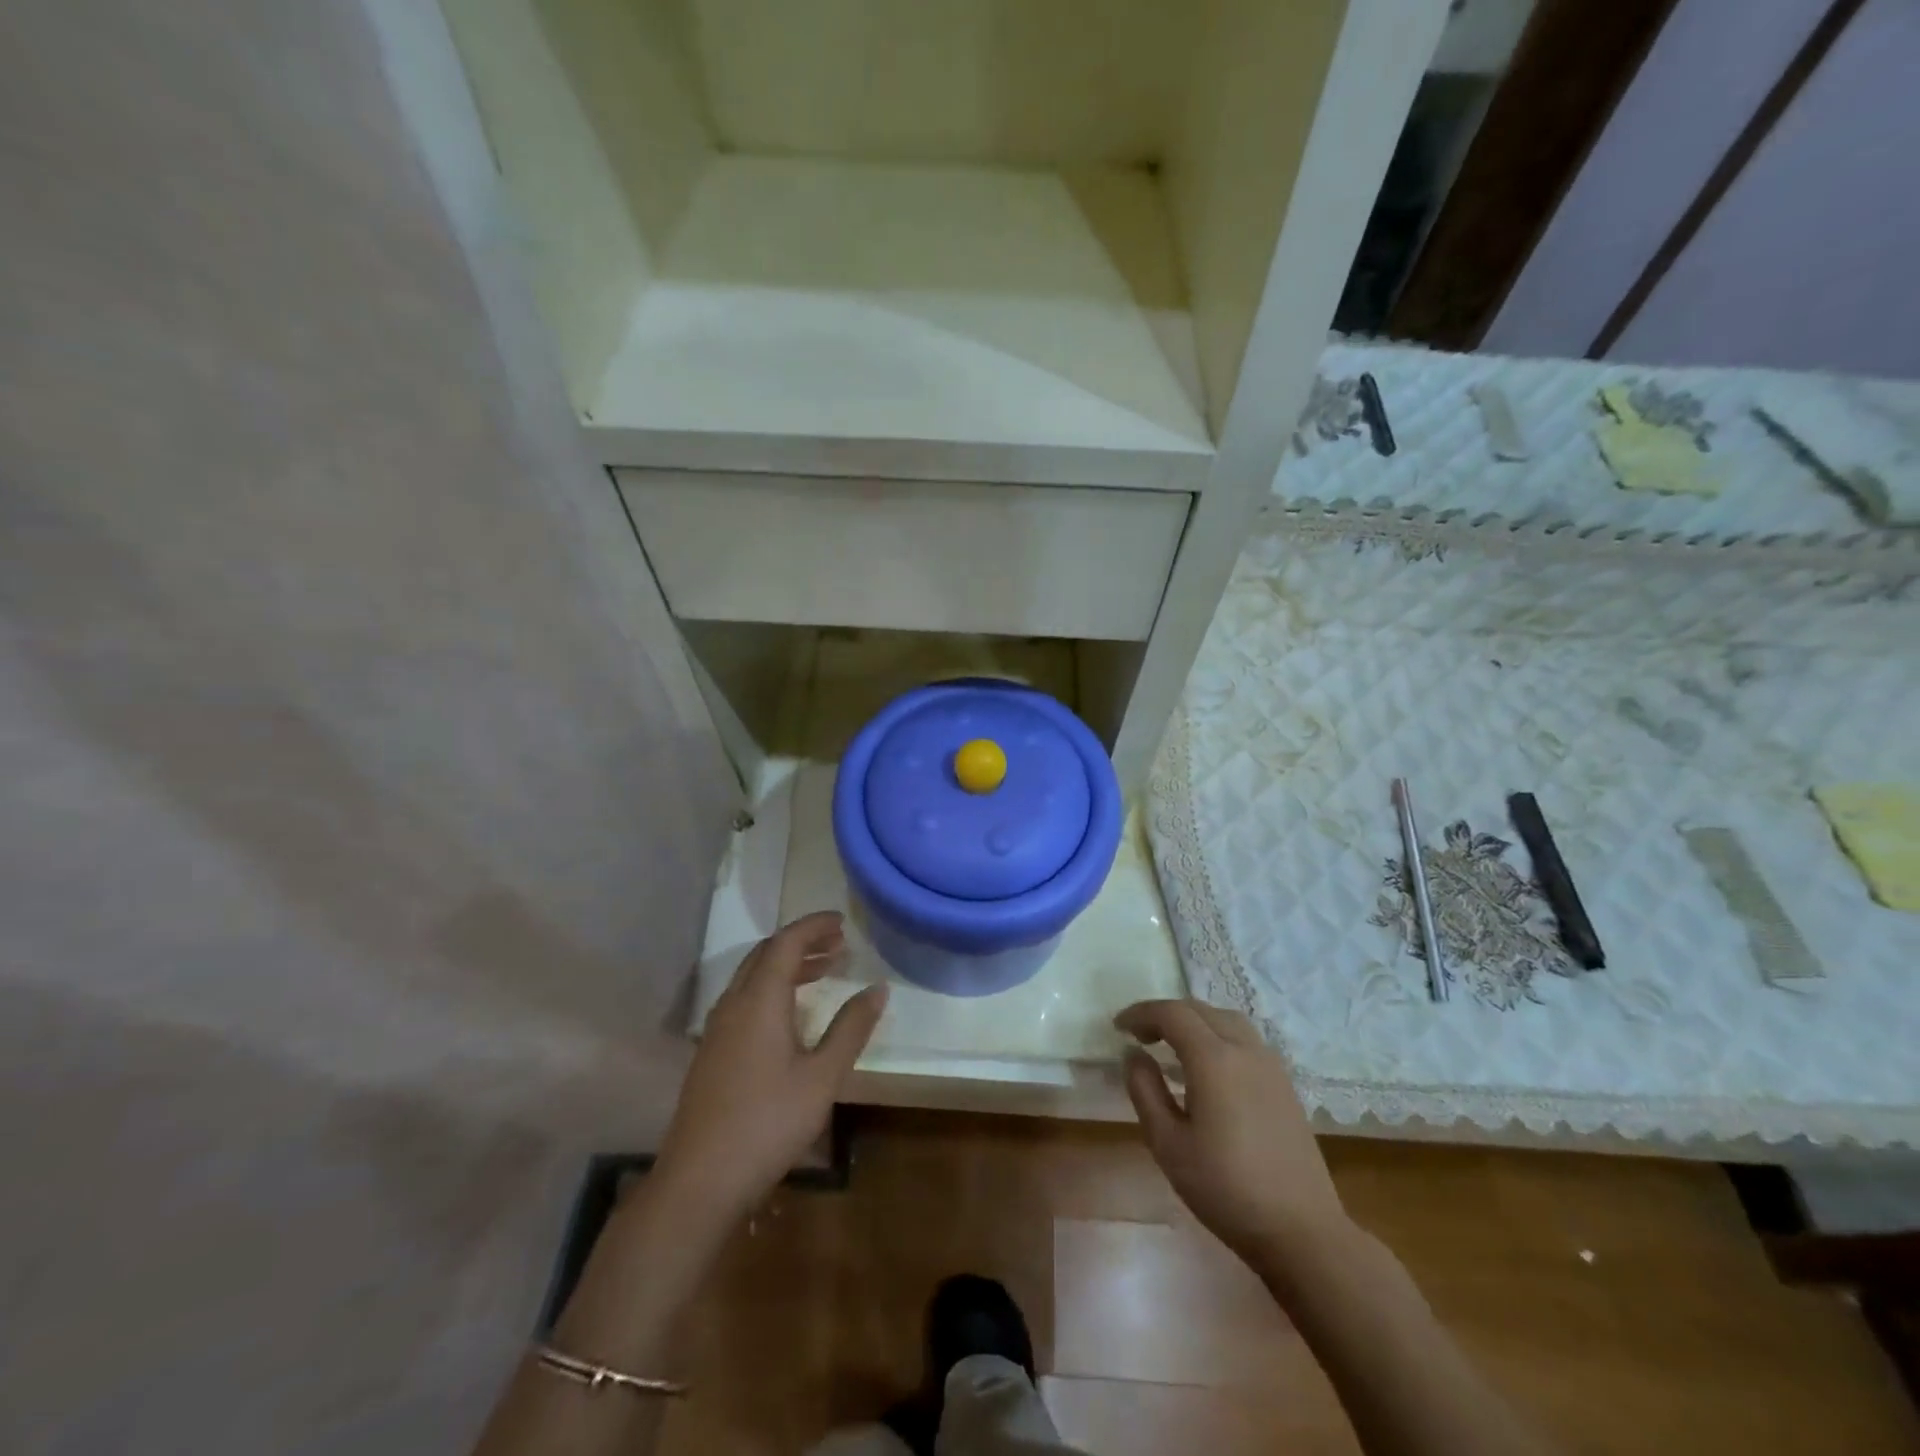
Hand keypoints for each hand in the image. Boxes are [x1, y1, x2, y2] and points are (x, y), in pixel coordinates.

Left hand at [655, 912, 886, 1220]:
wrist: (699, 1180)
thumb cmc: (768, 1122)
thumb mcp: (822, 1076)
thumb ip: (851, 1028)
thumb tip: (878, 988)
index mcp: (759, 999)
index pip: (786, 942)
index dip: (814, 926)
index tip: (842, 920)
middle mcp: (734, 1003)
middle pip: (766, 954)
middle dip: (803, 942)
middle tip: (838, 944)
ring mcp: (717, 1028)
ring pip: (753, 977)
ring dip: (787, 965)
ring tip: (824, 970)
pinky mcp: (711, 1052)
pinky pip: (744, 999)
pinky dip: (772, 988)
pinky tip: (791, 1014)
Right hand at [1116, 999, 1347, 1273]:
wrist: (1302, 1231)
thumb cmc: (1226, 1189)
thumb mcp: (1168, 1144)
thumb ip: (1145, 1091)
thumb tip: (1133, 1055)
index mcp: (1214, 1059)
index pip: (1171, 1013)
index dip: (1141, 1013)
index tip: (1118, 1028)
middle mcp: (1245, 1049)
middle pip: (1199, 1009)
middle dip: (1165, 1014)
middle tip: (1140, 1036)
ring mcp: (1270, 1065)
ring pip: (1225, 1019)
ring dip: (1194, 1022)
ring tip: (1172, 1046)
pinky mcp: (1284, 1084)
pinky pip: (1244, 1039)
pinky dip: (1217, 1036)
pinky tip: (1208, 1068)